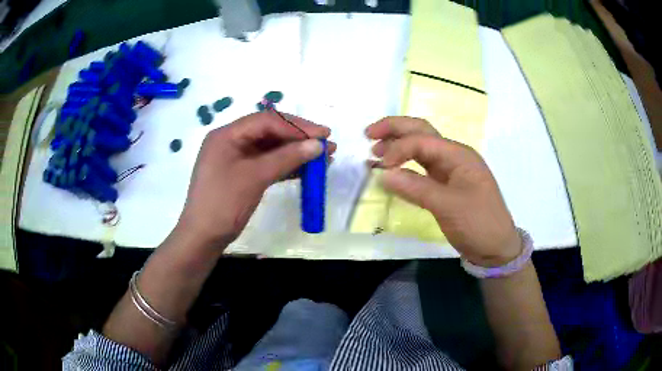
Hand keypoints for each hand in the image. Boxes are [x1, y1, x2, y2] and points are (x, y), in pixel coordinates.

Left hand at [176, 112, 334, 250]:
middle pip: (270, 132)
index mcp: (227, 135)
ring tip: (324, 158)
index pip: (266, 121)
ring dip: (296, 153)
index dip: (297, 126)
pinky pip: (267, 164)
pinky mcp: (243, 174)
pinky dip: (286, 166)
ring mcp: (237, 158)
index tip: (323, 135)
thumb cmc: (224, 203)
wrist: (204, 237)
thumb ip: (287, 158)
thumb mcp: (255, 177)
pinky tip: (306, 171)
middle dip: (299, 138)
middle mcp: (232, 141)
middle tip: (327, 145)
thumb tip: (319, 145)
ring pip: (271, 149)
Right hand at [367, 117, 520, 266]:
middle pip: (421, 132)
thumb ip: (416, 188)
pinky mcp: (446, 185)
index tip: (380, 167)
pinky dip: (405, 165)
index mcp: (458, 155)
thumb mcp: (448, 206)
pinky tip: (392, 170)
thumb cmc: (478, 224)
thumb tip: (382, 174)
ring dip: (398, 145)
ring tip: (375, 151)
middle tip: (368, 134)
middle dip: (395, 129)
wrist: (496, 248)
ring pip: (421, 148)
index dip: (398, 149)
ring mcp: (450, 170)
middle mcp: (454, 156)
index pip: (421, 140)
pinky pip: (422, 168)